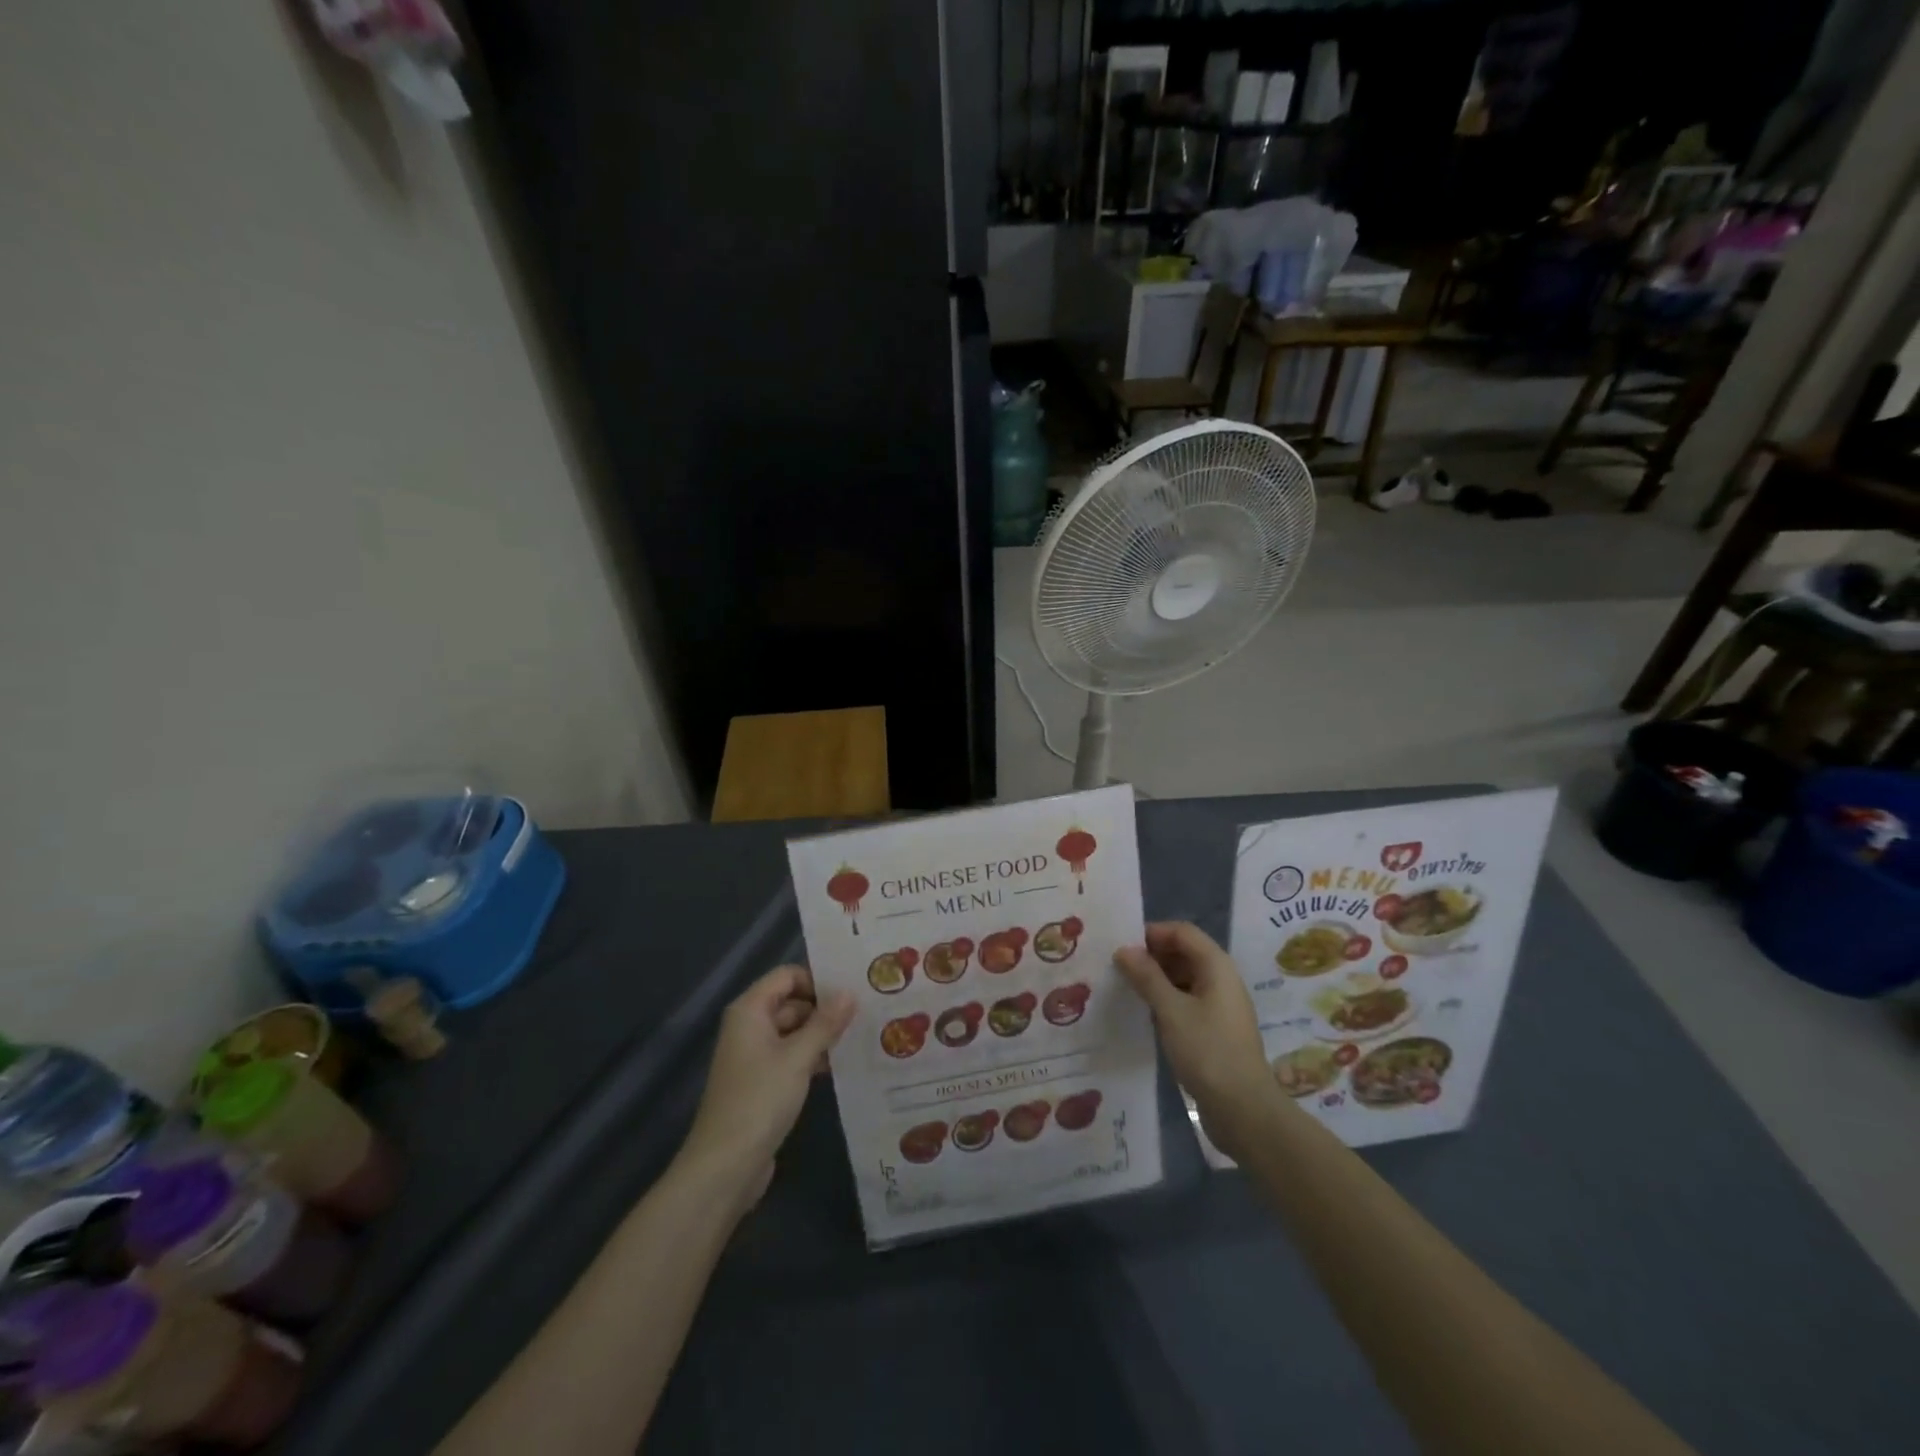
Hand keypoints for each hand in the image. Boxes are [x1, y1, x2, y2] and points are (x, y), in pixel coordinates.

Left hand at [680, 965, 854, 1209]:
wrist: (724, 1167)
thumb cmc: (759, 1101)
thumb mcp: (798, 1058)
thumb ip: (825, 1023)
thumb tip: (850, 992)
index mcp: (750, 1011)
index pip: (787, 976)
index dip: (817, 980)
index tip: (852, 991)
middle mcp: (749, 1027)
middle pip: (792, 1002)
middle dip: (825, 1008)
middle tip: (865, 1013)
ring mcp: (754, 1056)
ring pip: (794, 1031)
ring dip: (822, 1034)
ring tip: (861, 1036)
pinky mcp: (762, 1082)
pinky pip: (791, 1056)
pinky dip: (813, 1057)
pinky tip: (841, 1065)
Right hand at [1115, 922, 1279, 1160]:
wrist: (1244, 1111)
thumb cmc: (1207, 1051)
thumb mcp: (1170, 1010)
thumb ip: (1146, 977)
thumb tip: (1124, 949)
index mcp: (1216, 966)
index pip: (1182, 932)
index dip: (1152, 933)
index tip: (1121, 945)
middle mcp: (1221, 979)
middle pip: (1184, 952)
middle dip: (1152, 956)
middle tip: (1117, 967)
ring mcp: (1220, 1006)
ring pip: (1184, 978)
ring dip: (1156, 979)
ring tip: (1125, 988)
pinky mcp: (1215, 1030)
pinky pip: (1187, 1001)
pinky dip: (1166, 1000)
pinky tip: (1144, 1014)